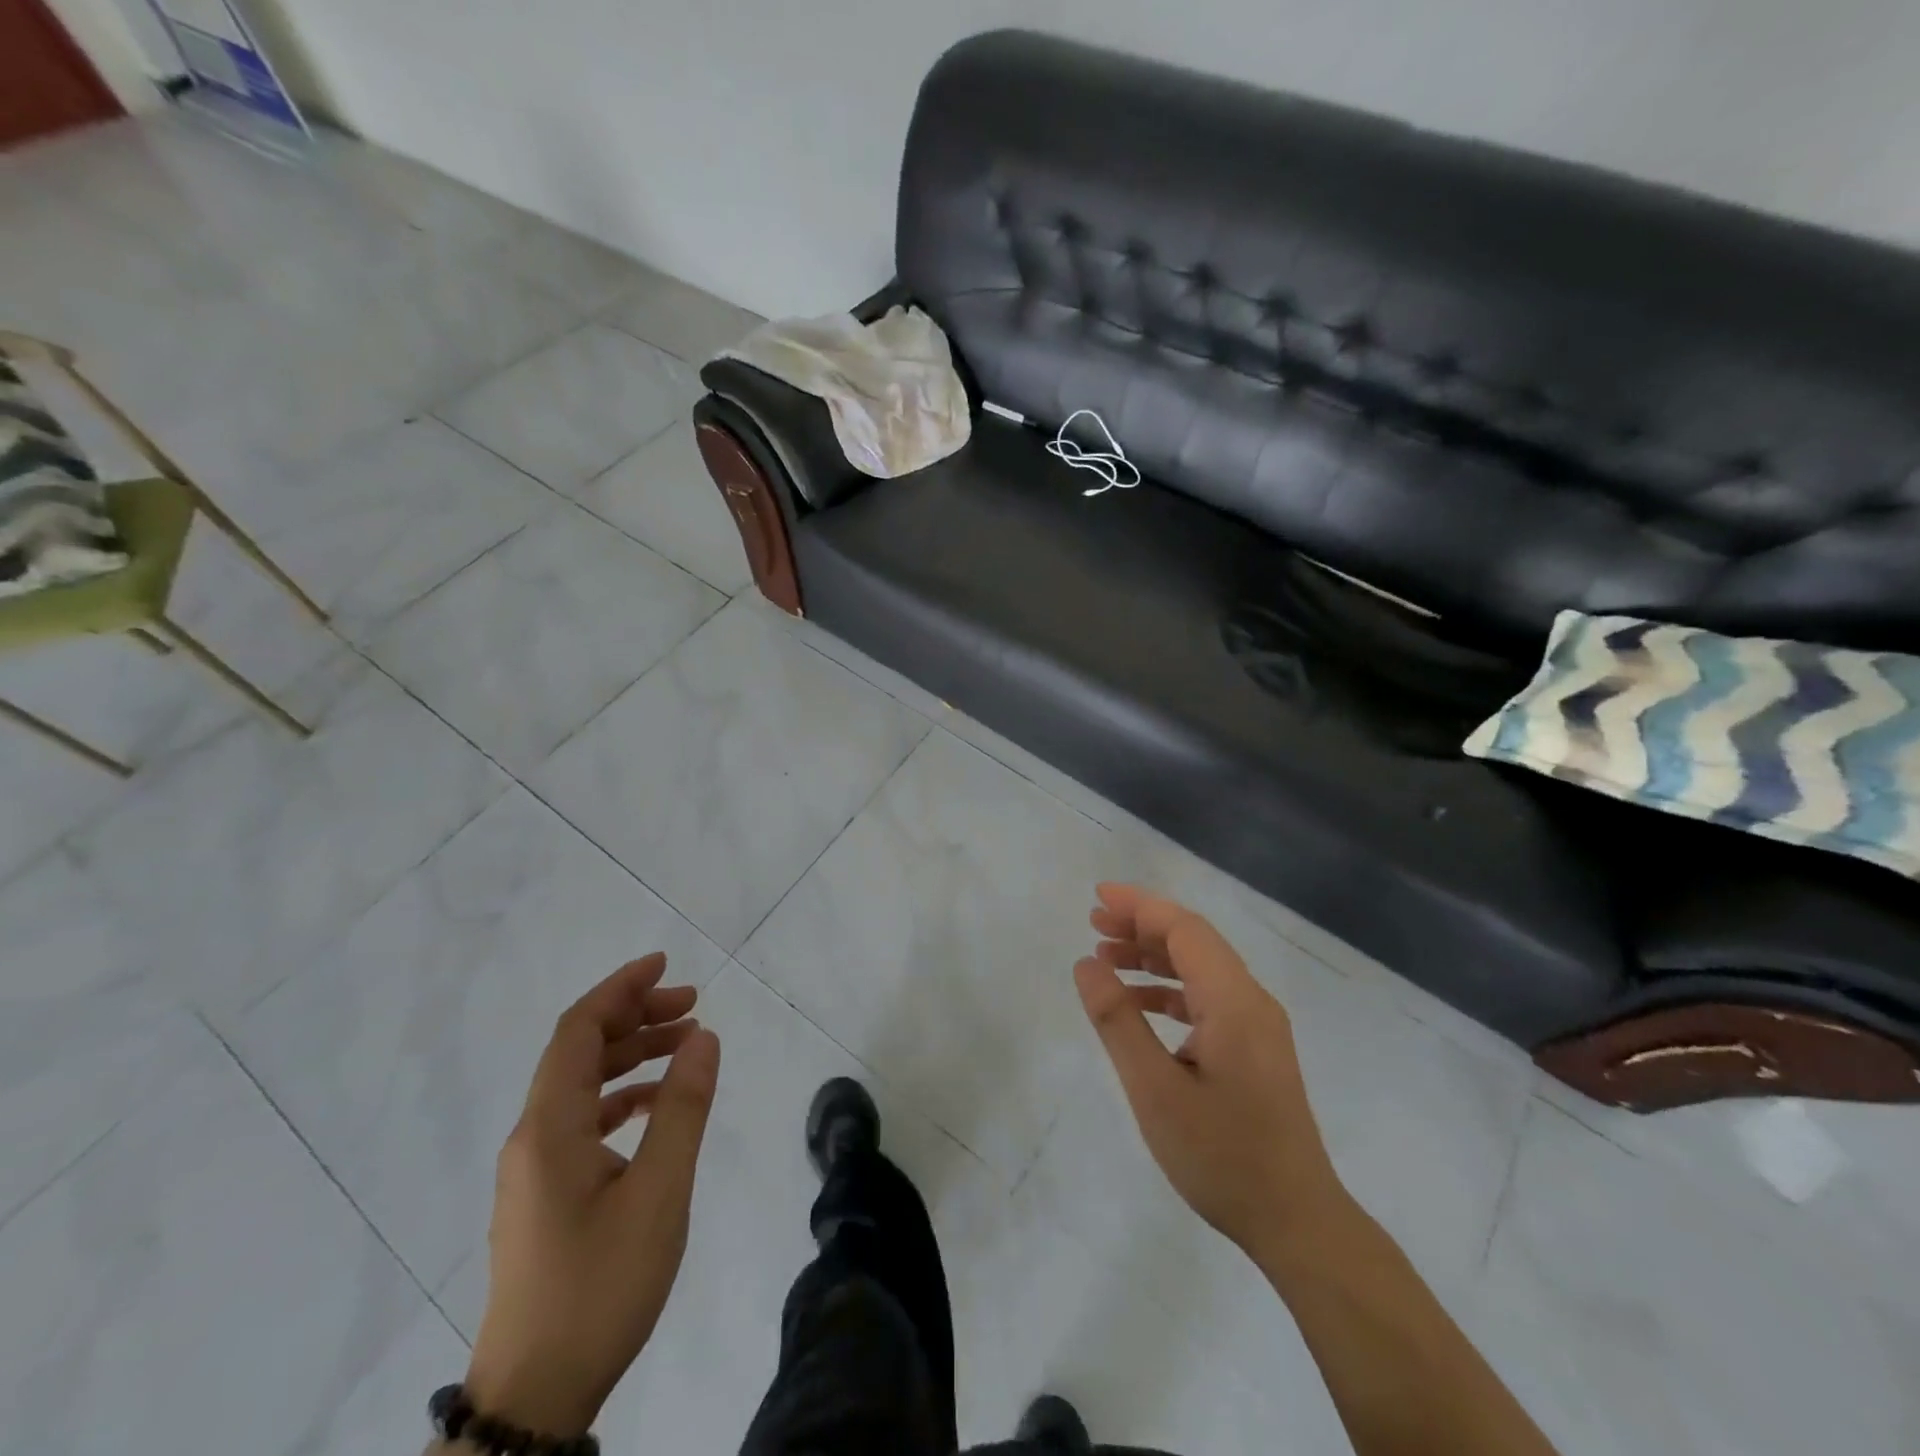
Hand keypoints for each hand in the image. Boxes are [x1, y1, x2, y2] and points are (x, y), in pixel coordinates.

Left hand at [464, 955, 721, 1437]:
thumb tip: (704, 1038)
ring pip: (582, 1085)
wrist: (535, 1395)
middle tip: (693, 1005)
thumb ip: (683, 1108)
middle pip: (580, 1051)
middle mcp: (533, 1137)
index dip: (620, 988)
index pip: (578, 1030)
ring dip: (632, 1056)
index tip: (665, 964)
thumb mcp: (659, 1191)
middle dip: (635, 1017)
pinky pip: (583, 1120)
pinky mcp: (545, 1195)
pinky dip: (623, 1096)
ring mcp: (535, 1168)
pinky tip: (658, 1105)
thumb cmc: (600, 1286)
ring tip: (687, 1046)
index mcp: (550, 1128)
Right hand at [1073, 883, 1346, 1260]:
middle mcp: (1251, 1001)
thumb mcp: (1154, 1090)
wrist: (1297, 1223)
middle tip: (1093, 923)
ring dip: (1153, 957)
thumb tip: (1087, 964)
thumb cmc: (1222, 1157)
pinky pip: (1208, 998)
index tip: (1098, 897)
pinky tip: (1138, 1004)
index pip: (1184, 929)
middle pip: (1193, 941)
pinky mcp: (1255, 1048)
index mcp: (1233, 1001)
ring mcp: (1257, 1025)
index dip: (1140, 906)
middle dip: (1142, 926)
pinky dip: (1169, 990)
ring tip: (1105, 957)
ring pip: (1200, 968)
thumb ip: (1118, 1021)